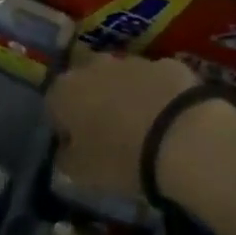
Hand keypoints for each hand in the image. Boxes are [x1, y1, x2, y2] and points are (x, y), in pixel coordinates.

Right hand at [44, 52, 199, 198]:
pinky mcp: (167, 64)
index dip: (64, 127)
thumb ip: (65, 158)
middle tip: (108, 132)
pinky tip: (170, 120)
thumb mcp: (81, 173)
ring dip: (125, 96)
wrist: (182, 137)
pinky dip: (157, 95)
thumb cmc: (120, 158)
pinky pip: (154, 80)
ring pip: (121, 77)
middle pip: (86, 81)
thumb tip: (65, 151)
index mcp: (65, 91)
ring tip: (142, 128)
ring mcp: (132, 61)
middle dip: (93, 101)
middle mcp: (93, 67)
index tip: (78, 147)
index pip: (53, 105)